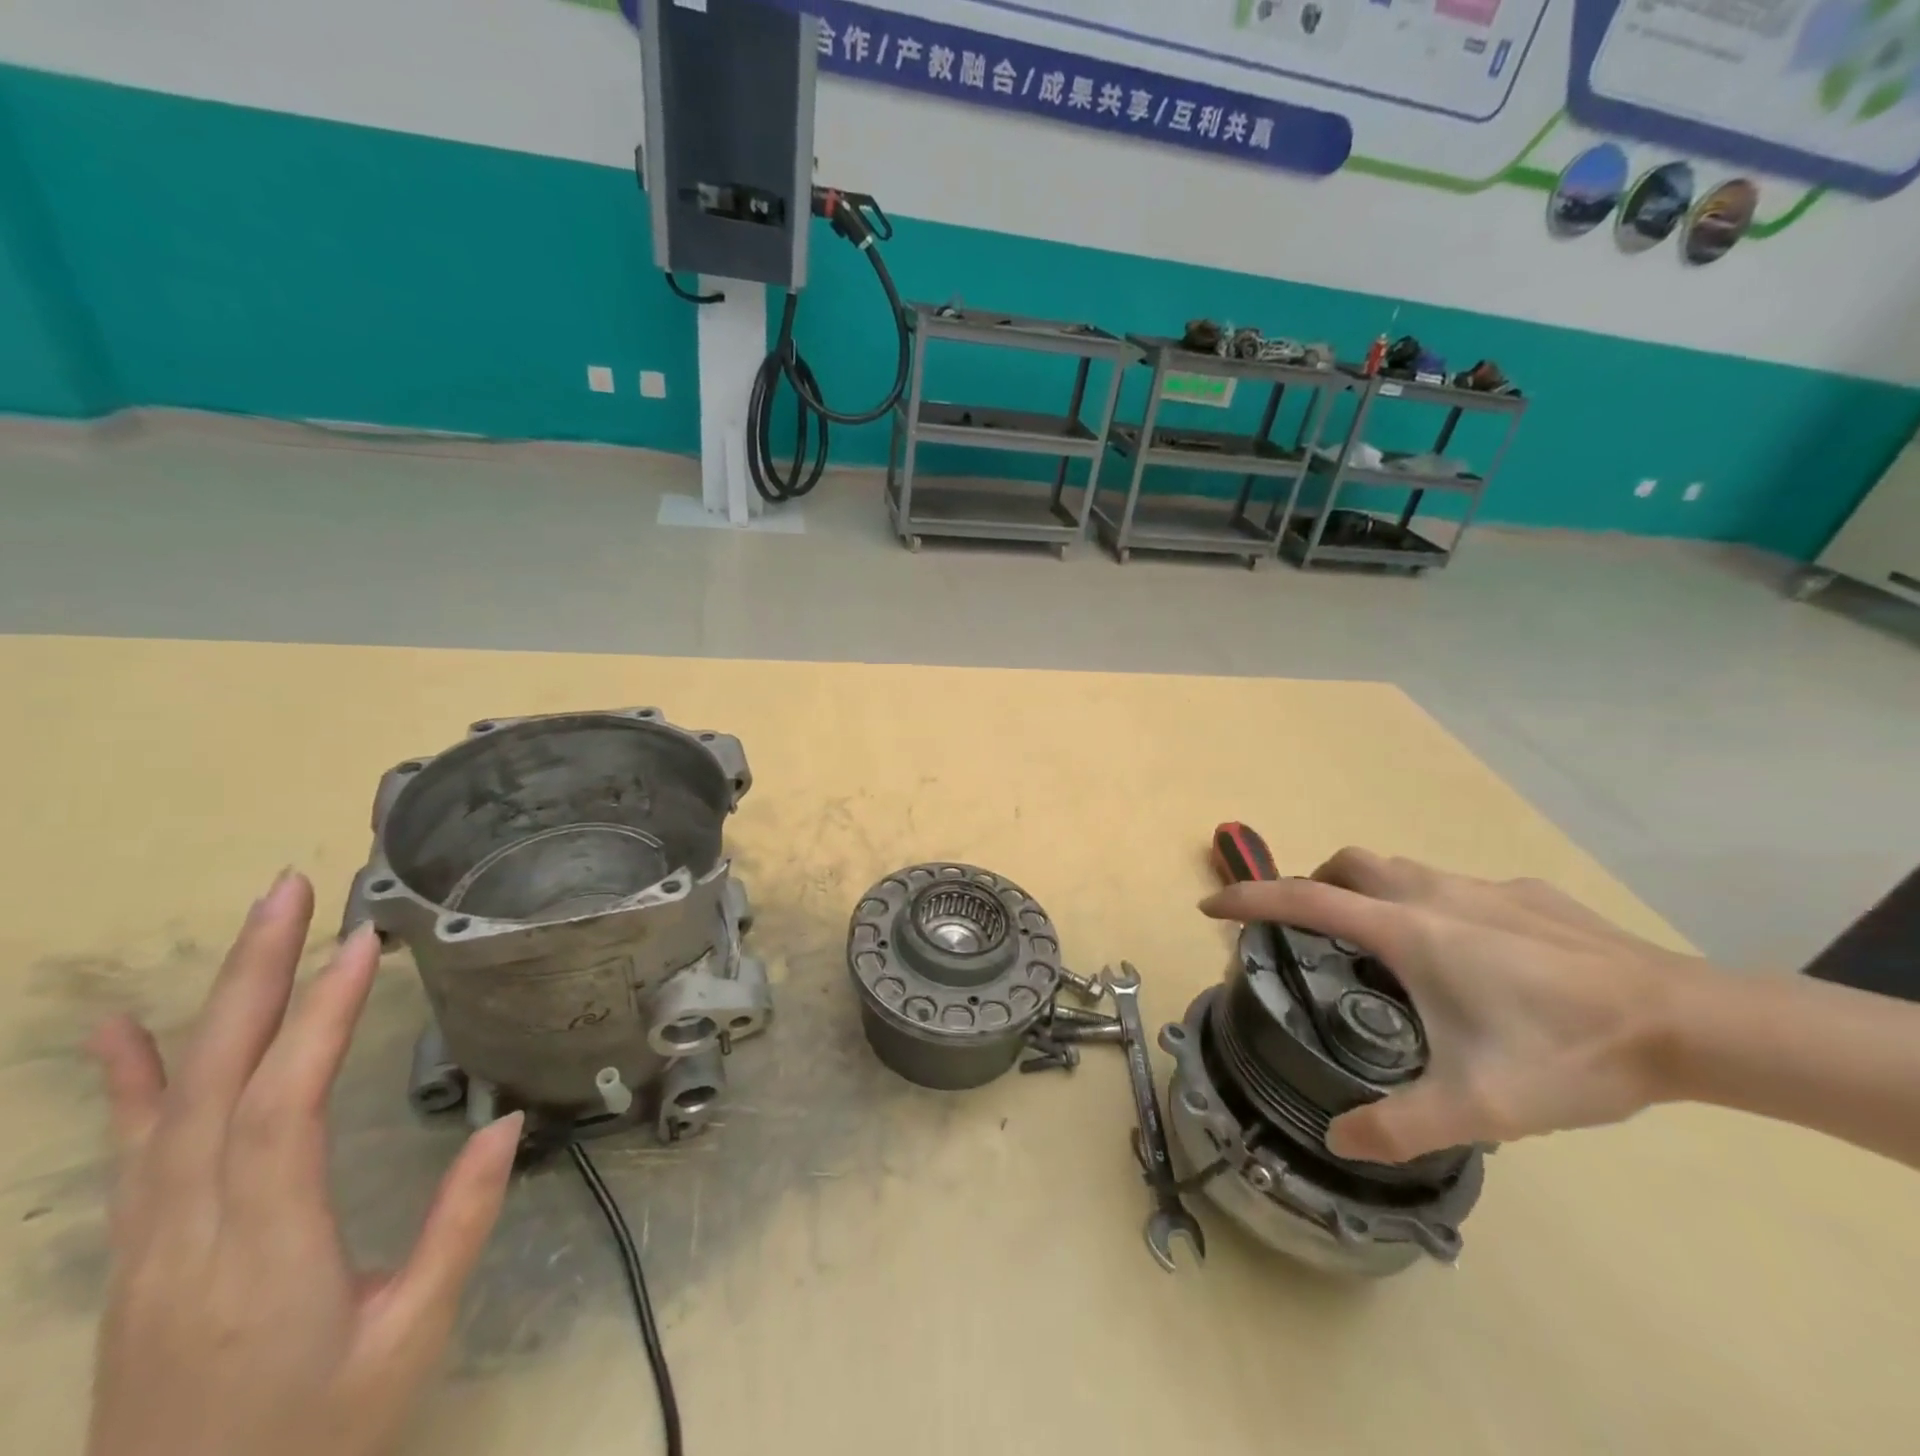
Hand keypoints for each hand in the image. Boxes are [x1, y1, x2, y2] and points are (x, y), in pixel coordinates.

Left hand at [87, 870, 522, 1455]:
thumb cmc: (316, 1436)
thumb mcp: (408, 1339)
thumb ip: (457, 1226)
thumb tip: (506, 1120)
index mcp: (266, 1254)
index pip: (283, 1110)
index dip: (321, 1020)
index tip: (362, 944)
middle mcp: (193, 1234)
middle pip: (216, 1084)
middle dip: (257, 977)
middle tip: (293, 893)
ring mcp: (150, 1244)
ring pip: (175, 1102)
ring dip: (215, 1001)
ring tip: (256, 924)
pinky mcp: (139, 1253)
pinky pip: (133, 1151)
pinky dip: (127, 1080)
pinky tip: (119, 1029)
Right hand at [1200, 848, 1705, 1163]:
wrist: (1690, 1022)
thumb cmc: (1567, 1051)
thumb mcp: (1479, 1105)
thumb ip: (1400, 1126)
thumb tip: (1337, 1140)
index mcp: (1407, 931)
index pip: (1303, 899)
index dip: (1250, 898)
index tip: (1212, 905)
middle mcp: (1432, 895)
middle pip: (1350, 863)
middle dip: (1315, 883)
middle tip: (1313, 929)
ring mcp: (1483, 888)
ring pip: (1402, 869)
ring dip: (1372, 891)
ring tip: (1386, 947)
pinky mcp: (1527, 895)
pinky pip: (1456, 887)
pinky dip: (1433, 905)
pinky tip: (1475, 956)